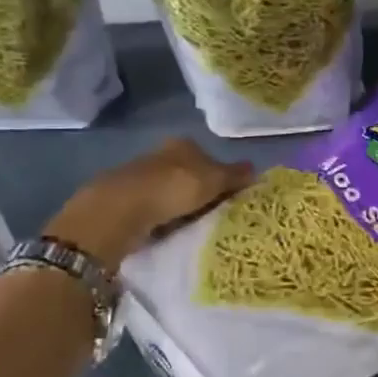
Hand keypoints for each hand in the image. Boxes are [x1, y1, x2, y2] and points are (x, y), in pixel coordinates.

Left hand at [44, 138, 250, 268]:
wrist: (120, 211)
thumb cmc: (173, 188)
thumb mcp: (213, 180)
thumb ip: (234, 175)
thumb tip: (256, 169)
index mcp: (183, 145)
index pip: (209, 158)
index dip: (221, 176)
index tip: (231, 197)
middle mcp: (161, 155)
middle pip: (189, 174)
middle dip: (201, 191)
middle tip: (217, 214)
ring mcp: (141, 177)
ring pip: (172, 192)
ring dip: (182, 207)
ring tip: (197, 227)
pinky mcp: (127, 200)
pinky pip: (156, 209)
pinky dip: (164, 218)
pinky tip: (172, 231)